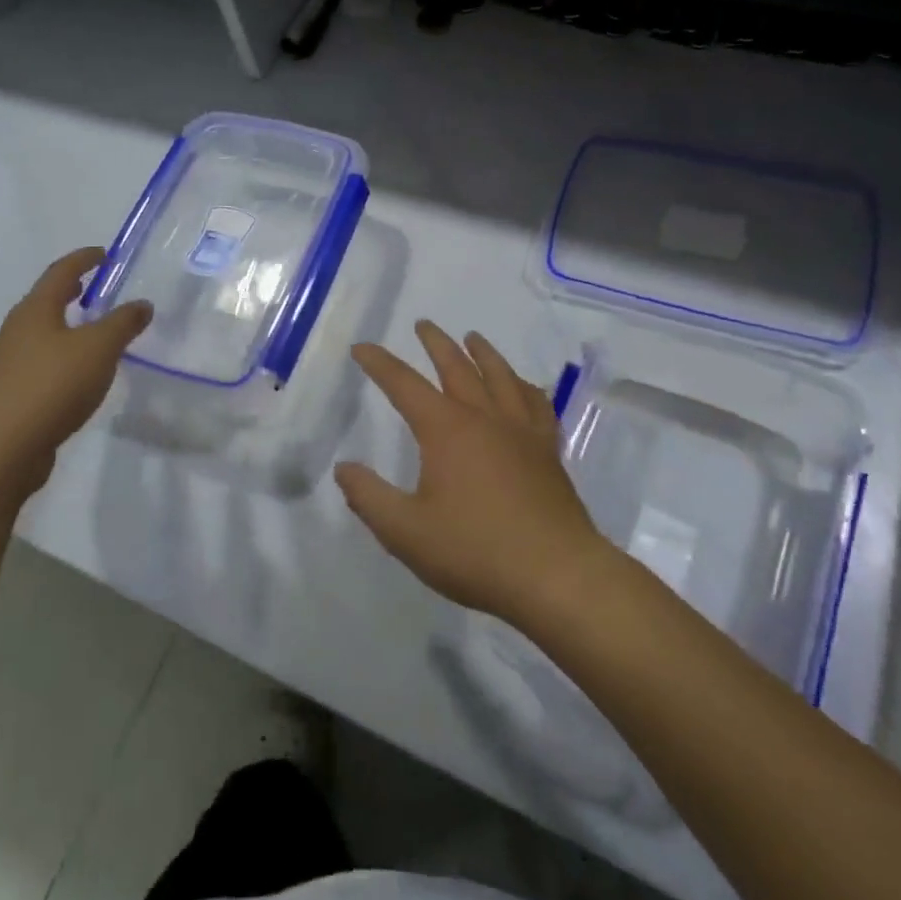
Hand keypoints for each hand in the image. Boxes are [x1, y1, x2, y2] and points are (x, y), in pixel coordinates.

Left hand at [0, 247, 151, 503]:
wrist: (1, 448)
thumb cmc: (52, 385)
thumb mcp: (99, 348)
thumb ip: (123, 323)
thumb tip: (142, 304)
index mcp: (36, 310)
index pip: (61, 272)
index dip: (84, 259)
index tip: (105, 254)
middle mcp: (17, 329)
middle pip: (46, 300)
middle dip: (71, 290)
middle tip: (96, 288)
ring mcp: (10, 362)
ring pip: (43, 332)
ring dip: (67, 324)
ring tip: (93, 330)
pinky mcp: (11, 392)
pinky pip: (42, 361)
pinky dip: (63, 354)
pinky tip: (79, 372)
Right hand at [335, 321, 610, 626]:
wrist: (557, 575)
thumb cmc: (475, 551)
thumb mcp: (406, 532)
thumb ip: (369, 498)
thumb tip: (344, 468)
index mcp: (446, 429)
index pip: (404, 384)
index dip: (380, 363)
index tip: (362, 347)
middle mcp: (484, 417)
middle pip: (456, 367)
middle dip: (436, 343)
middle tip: (423, 324)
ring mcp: (521, 431)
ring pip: (500, 377)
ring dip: (483, 353)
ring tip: (473, 337)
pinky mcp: (547, 451)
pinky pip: (537, 405)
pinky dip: (526, 388)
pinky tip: (524, 387)